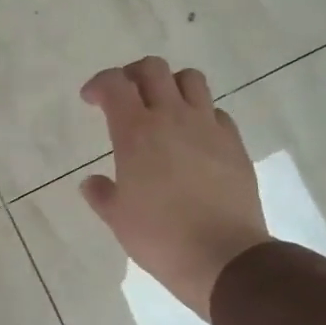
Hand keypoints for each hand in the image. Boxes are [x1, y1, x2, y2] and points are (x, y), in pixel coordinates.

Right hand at [79, 57, 269, 319]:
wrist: (223, 256)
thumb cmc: (160, 237)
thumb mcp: (118, 219)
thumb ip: (102, 194)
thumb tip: (91, 182)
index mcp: (136, 132)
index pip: (114, 84)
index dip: (99, 84)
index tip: (91, 99)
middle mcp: (172, 117)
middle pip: (153, 69)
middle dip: (133, 74)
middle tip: (126, 96)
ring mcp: (207, 127)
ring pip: (191, 79)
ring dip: (171, 84)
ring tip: (163, 107)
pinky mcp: (234, 142)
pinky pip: (216, 112)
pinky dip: (201, 114)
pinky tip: (194, 137)